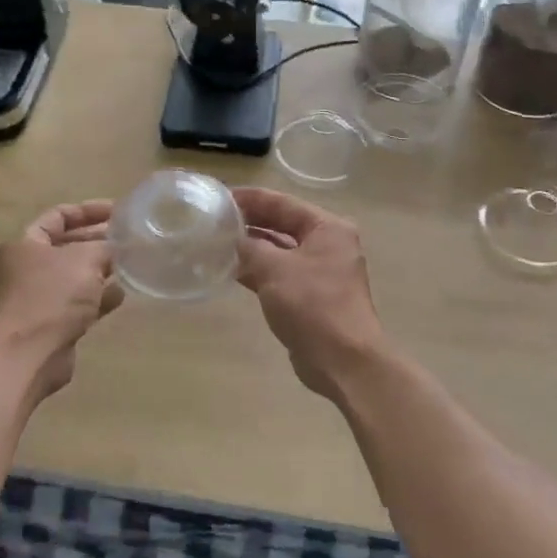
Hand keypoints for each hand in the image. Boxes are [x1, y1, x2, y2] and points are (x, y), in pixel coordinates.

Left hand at [0, 201, 122, 404]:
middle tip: (131, 236)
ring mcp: (41, 296)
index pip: (59, 215)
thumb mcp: (85, 259)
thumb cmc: (53, 296)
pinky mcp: (54, 321)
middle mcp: (30, 267)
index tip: (119, 210)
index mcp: (27, 243)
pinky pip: (81, 302)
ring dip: (103, 269)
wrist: (31, 354)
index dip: (89, 210)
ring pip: (78, 275)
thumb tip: (120, 246)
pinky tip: (122, 293)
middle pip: (69, 244)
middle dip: (100, 240)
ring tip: (133, 262)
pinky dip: (100, 296)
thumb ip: (106, 247)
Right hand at [234, 188, 387, 405]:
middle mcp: (327, 245)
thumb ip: (250, 248)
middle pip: (283, 225)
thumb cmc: (312, 304)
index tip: (220, 197)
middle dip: (250, 222)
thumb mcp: (275, 269)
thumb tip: (231, 238)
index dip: (251, 198)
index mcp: (328, 228)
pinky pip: (280, 274)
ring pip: (280, 251)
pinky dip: (258, 271)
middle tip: (214, 219)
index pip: (283, 203)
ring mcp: (320, 272)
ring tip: (216, 242)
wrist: (342, 360)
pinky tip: (230, 270)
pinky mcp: (310, 297)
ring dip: (252, 248)